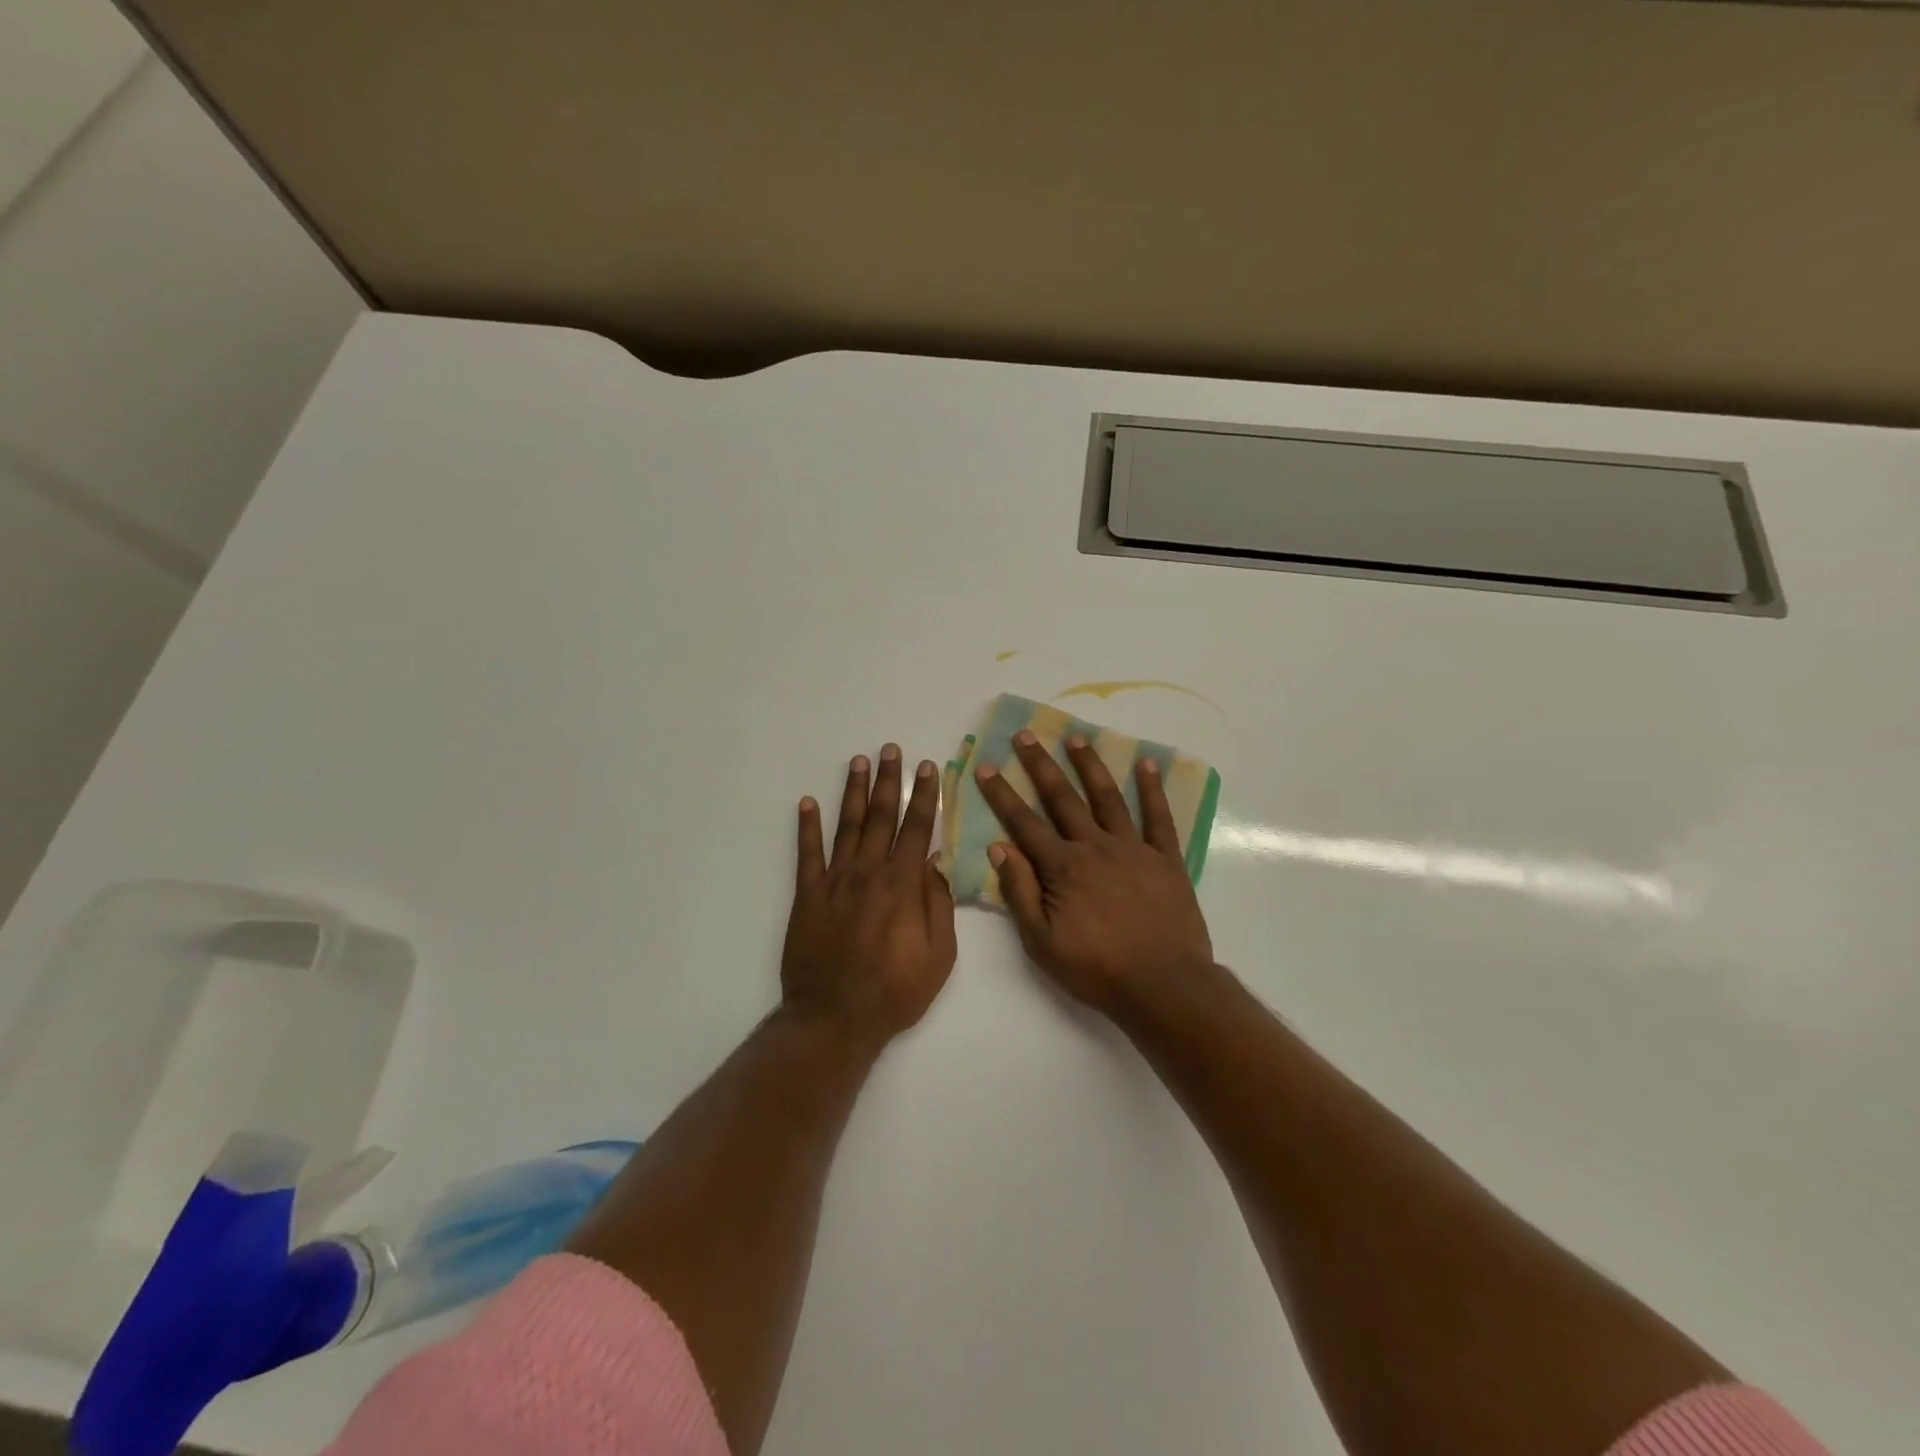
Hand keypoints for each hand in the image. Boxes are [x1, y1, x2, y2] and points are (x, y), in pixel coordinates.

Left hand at [781, 745, 957, 1047]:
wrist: (834, 1019)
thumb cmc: (895, 992)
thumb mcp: (939, 956)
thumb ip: (939, 905)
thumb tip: (934, 864)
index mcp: (902, 885)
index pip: (917, 828)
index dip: (924, 796)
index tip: (928, 767)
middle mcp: (868, 873)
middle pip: (881, 817)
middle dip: (889, 781)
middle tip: (891, 749)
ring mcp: (834, 881)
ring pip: (847, 826)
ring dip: (854, 792)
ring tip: (859, 762)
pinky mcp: (807, 896)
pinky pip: (807, 854)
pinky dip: (807, 827)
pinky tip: (807, 802)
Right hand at [975, 731, 1212, 1011]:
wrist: (1164, 985)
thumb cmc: (1097, 969)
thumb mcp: (1042, 942)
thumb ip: (1020, 893)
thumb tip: (999, 848)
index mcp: (1063, 867)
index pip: (1024, 823)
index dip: (1002, 794)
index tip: (986, 766)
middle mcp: (1095, 847)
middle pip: (1062, 799)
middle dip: (1040, 765)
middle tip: (1025, 734)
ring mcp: (1134, 849)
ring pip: (1107, 798)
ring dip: (1089, 766)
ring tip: (1075, 738)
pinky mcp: (1166, 859)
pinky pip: (1158, 818)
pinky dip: (1152, 790)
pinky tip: (1146, 765)